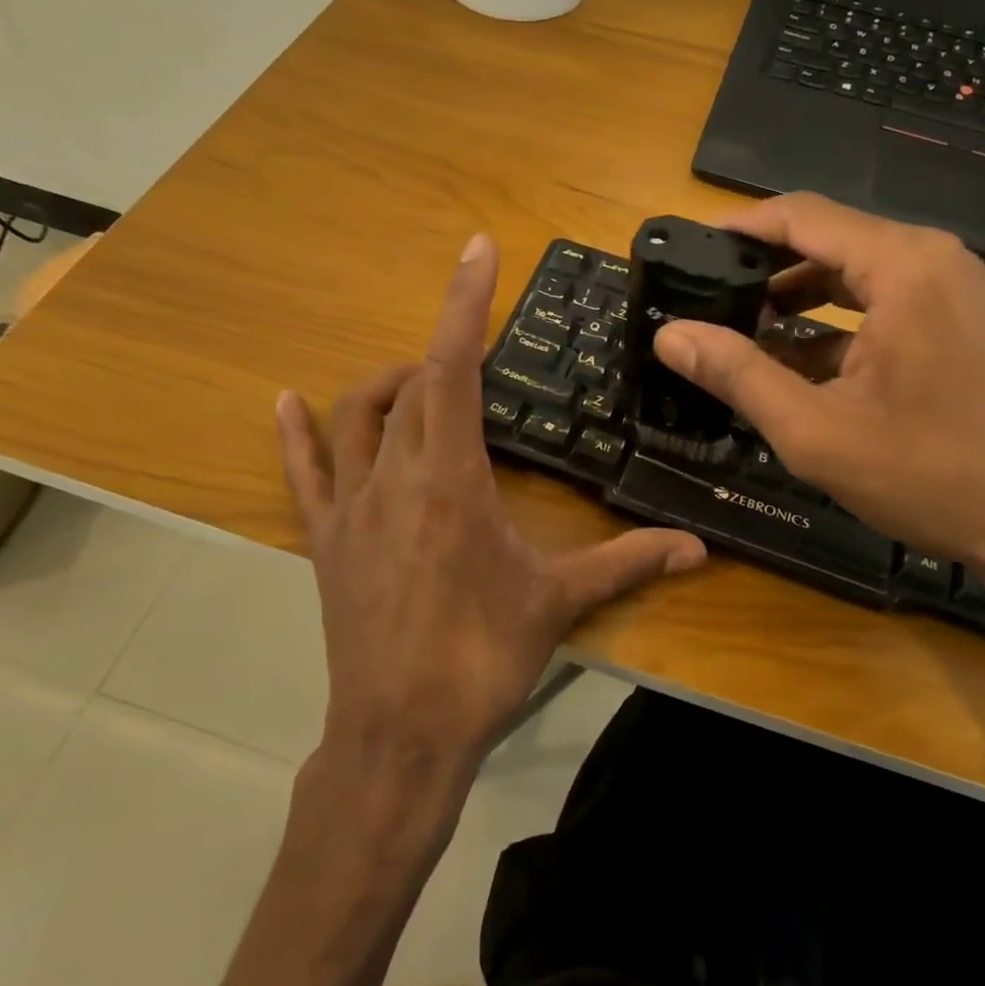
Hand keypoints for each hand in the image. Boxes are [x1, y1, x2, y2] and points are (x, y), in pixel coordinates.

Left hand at [277, 234, 705, 777]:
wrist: (400, 735)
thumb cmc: (480, 660)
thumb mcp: (557, 602)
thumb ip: (627, 563)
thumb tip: (698, 548)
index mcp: (451, 478)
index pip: (455, 367)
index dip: (465, 303)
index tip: (478, 250)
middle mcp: (394, 475)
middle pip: (412, 387)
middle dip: (445, 357)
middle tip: (480, 361)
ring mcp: (351, 505)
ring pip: (357, 416)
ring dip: (389, 385)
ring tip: (419, 382)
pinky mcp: (326, 539)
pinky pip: (304, 473)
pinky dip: (295, 433)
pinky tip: (286, 401)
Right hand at [652, 193, 984, 638]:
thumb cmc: (929, 476)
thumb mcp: (814, 430)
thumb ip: (737, 374)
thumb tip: (670, 336)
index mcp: (902, 266)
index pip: (801, 216)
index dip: (738, 228)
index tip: (688, 249)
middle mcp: (930, 260)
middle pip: (825, 240)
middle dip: (760, 268)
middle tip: (702, 297)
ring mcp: (949, 290)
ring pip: (849, 273)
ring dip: (792, 298)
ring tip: (735, 331)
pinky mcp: (955, 322)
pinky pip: (877, 303)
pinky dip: (829, 324)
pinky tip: (787, 362)